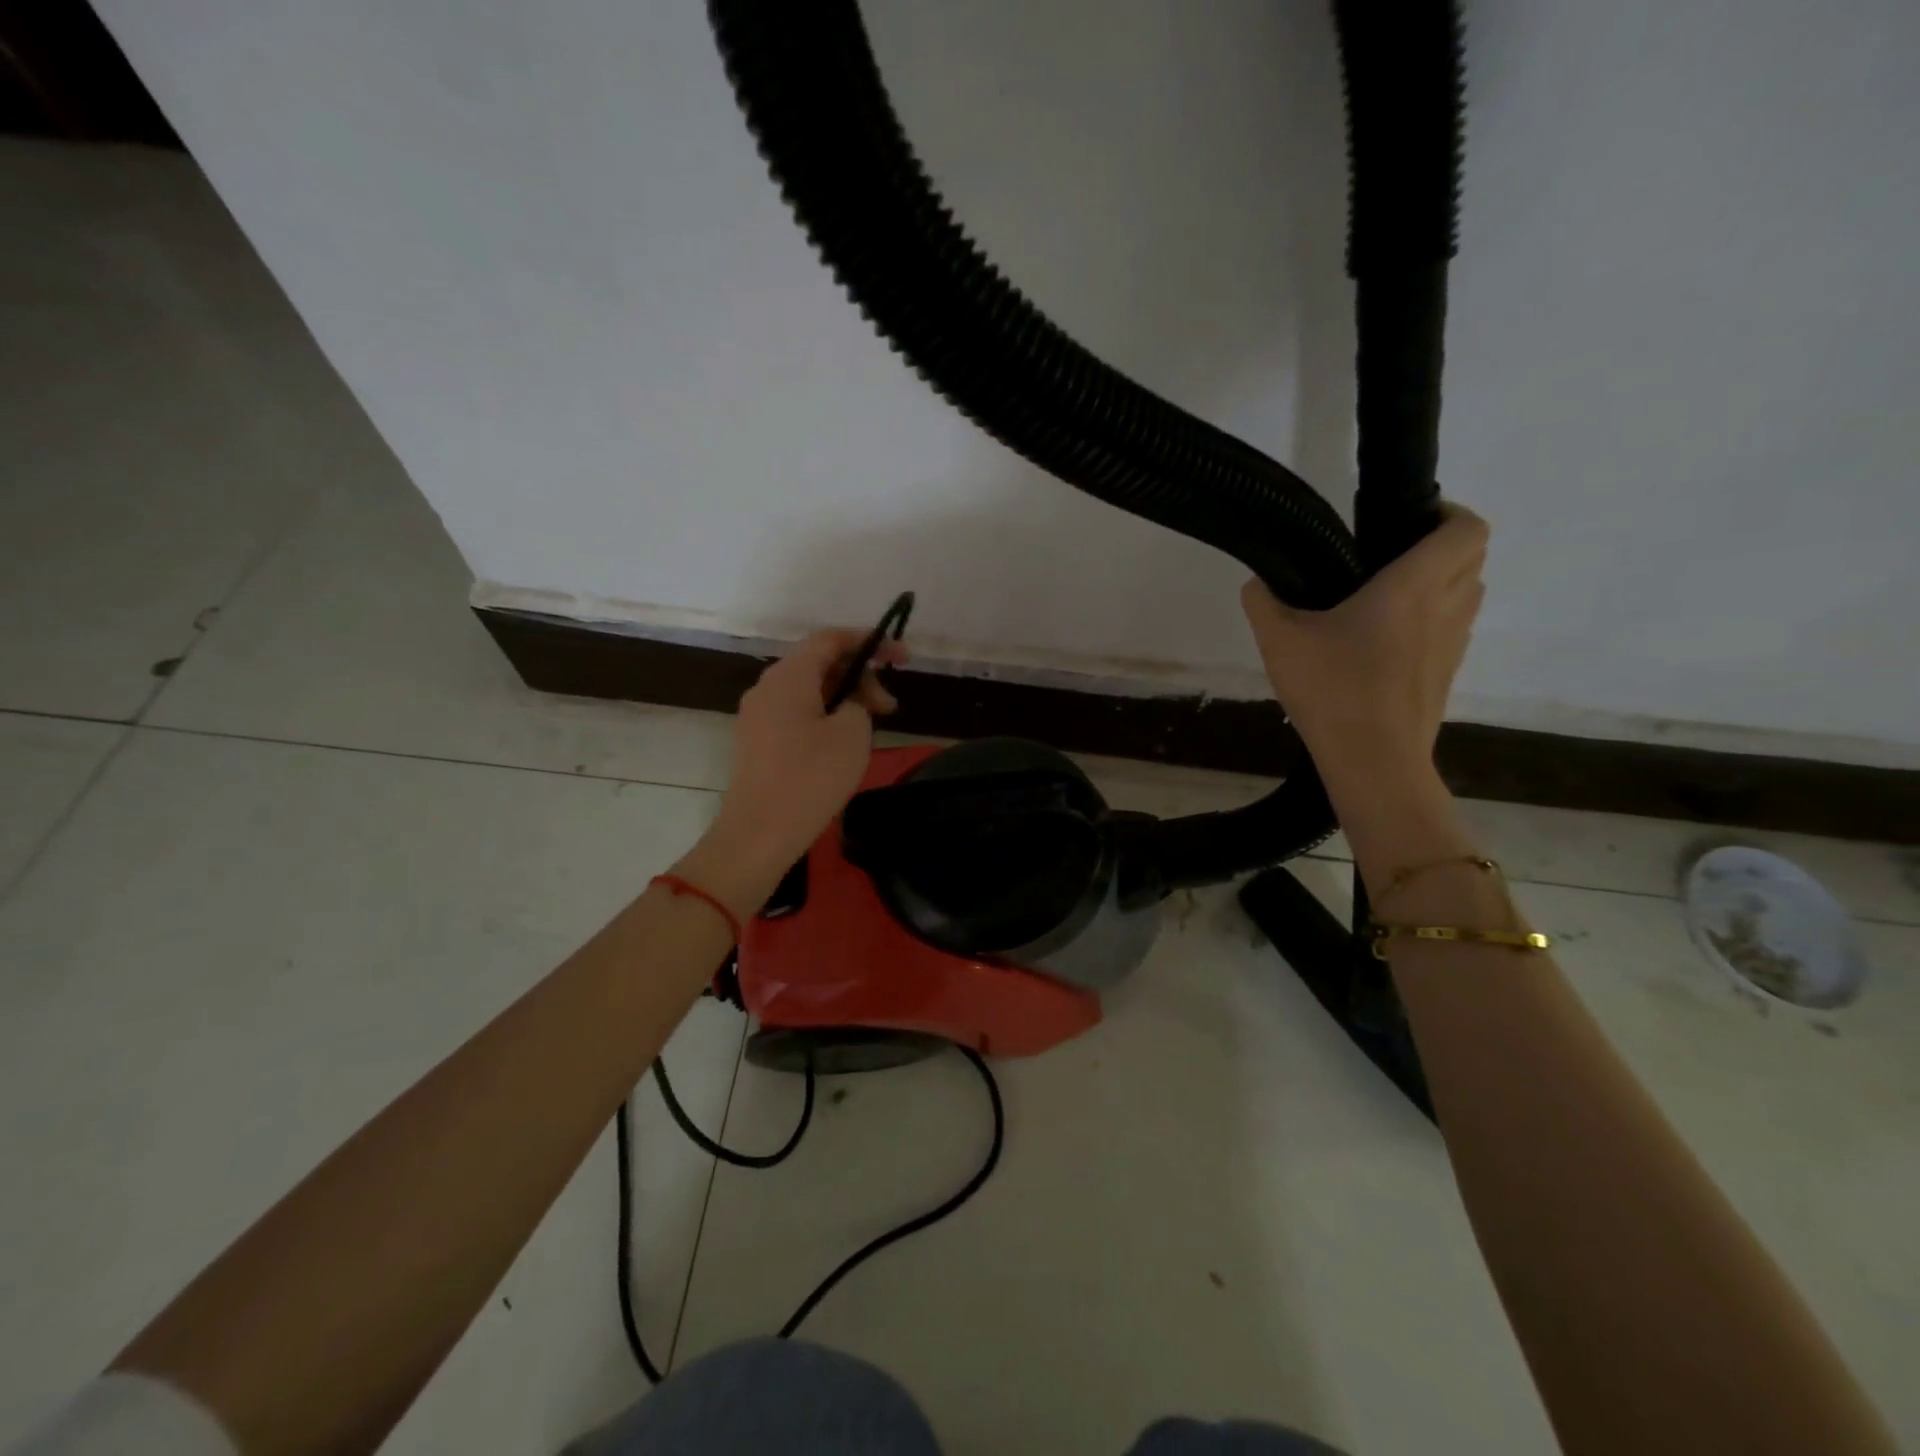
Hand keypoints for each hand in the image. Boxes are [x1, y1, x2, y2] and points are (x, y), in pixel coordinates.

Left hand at [697, 629, 904, 899]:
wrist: (760, 834)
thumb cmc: (811, 778)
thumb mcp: (852, 733)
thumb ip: (857, 702)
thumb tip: (847, 703)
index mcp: (789, 676)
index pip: (830, 639)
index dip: (869, 642)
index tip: (902, 658)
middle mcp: (767, 687)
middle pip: (819, 664)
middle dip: (859, 677)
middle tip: (889, 707)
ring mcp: (757, 715)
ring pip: (809, 691)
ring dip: (844, 700)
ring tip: (870, 727)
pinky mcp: (757, 742)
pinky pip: (796, 714)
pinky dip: (824, 717)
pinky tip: (843, 743)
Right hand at [1241, 504, 1487, 798]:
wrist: (1373, 760)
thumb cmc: (1332, 689)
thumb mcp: (1279, 641)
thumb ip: (1263, 602)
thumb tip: (1258, 583)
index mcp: (1413, 585)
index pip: (1465, 527)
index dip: (1448, 512)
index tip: (1407, 520)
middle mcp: (1445, 606)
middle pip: (1472, 556)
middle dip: (1441, 545)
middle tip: (1390, 555)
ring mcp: (1453, 642)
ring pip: (1467, 592)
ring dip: (1441, 582)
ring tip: (1388, 597)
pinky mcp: (1448, 673)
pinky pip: (1452, 628)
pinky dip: (1433, 620)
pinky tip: (1385, 642)